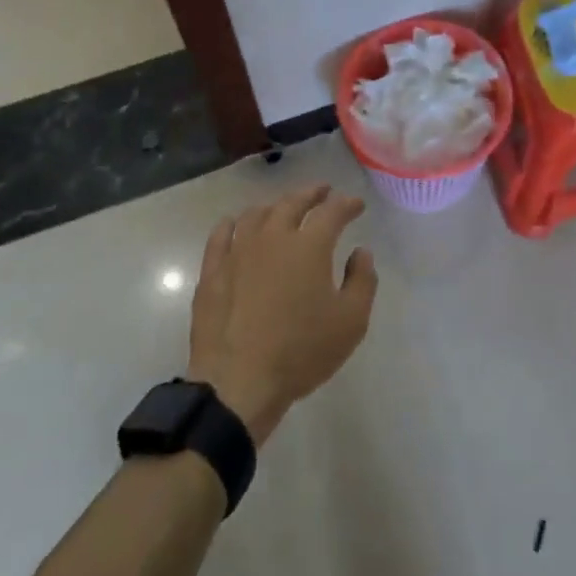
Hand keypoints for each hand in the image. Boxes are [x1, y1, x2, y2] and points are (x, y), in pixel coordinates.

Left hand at [186, 185, 377, 444]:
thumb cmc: (301, 352)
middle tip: (322, 192)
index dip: (347, 205)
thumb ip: (362, 281)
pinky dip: (232, 224)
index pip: (332, 212)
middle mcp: (273, 237)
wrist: (238, 383)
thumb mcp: (351, 322)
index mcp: (309, 246)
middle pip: (292, 203)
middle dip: (311, 194)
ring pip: (257, 215)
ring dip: (275, 207)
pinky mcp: (212, 272)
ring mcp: (238, 252)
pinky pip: (221, 236)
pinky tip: (235, 225)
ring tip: (283, 209)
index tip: (357, 205)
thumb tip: (360, 252)